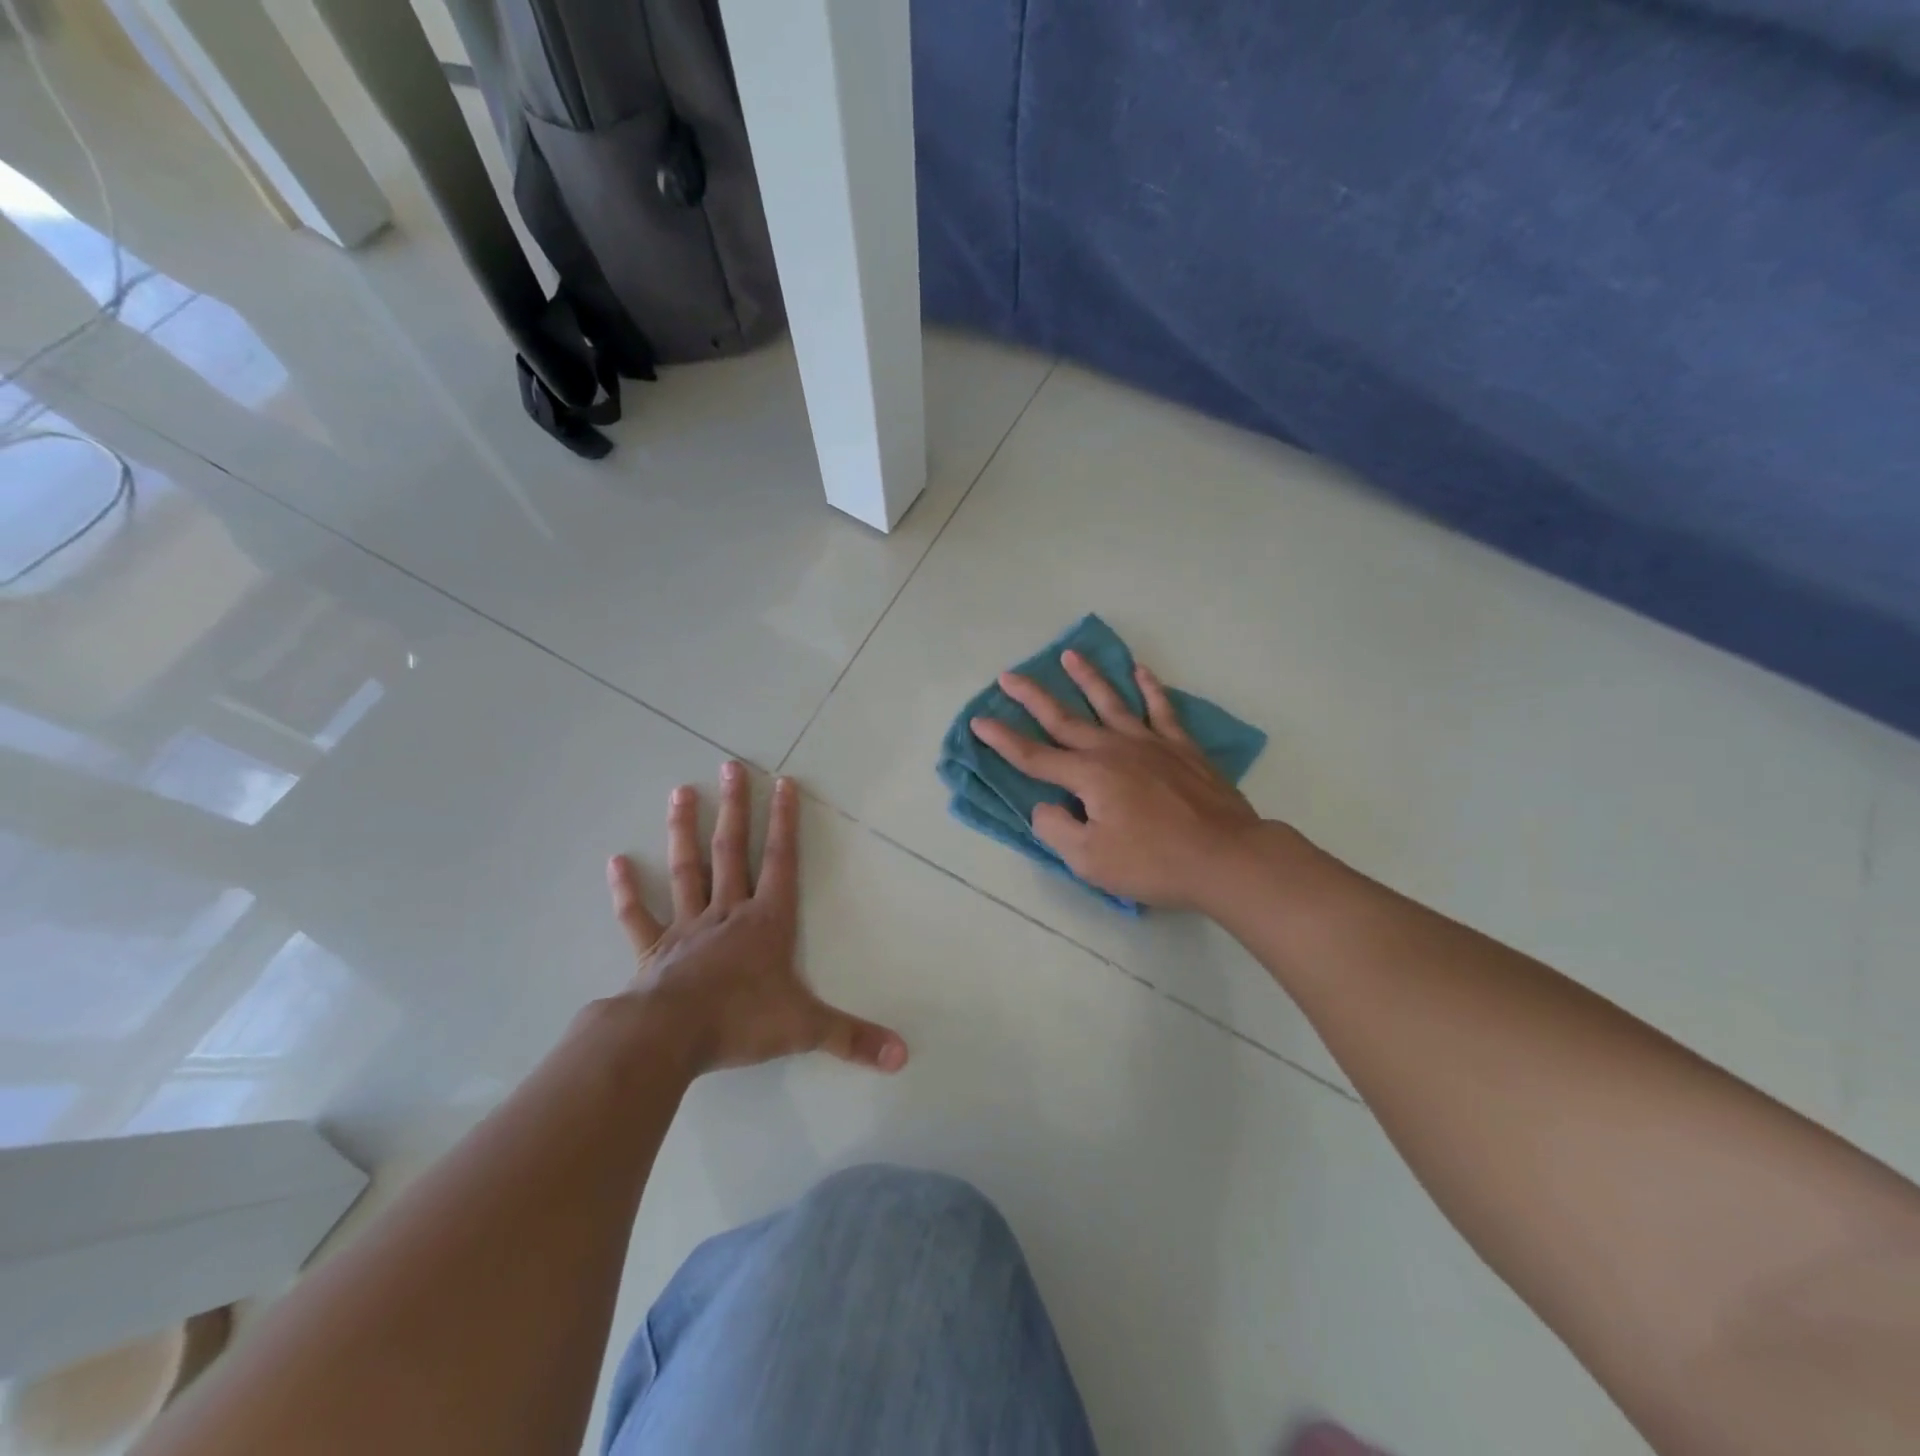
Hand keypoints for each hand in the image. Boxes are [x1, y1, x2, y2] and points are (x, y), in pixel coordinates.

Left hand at [605, 765, 907, 1075]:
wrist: (668, 1039)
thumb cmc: (740, 1022)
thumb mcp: (805, 1028)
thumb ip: (853, 1038)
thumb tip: (903, 1056)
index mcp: (766, 921)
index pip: (780, 861)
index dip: (784, 822)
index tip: (783, 783)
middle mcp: (727, 913)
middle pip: (731, 851)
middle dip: (735, 808)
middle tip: (730, 766)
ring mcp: (686, 928)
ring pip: (686, 870)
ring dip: (684, 831)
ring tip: (681, 792)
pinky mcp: (654, 951)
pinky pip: (639, 915)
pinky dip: (627, 891)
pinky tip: (616, 861)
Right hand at [970, 651, 1263, 909]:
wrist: (1225, 857)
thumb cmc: (1154, 863)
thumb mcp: (1090, 860)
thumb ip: (1056, 830)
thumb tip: (1044, 806)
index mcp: (1088, 776)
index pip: (1034, 756)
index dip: (1003, 740)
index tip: (979, 721)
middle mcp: (1113, 750)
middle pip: (1065, 719)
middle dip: (1032, 697)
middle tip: (1009, 676)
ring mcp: (1150, 744)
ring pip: (1111, 702)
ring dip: (1087, 678)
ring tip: (1070, 655)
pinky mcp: (1181, 748)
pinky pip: (1161, 709)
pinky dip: (1150, 688)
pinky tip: (1141, 671)